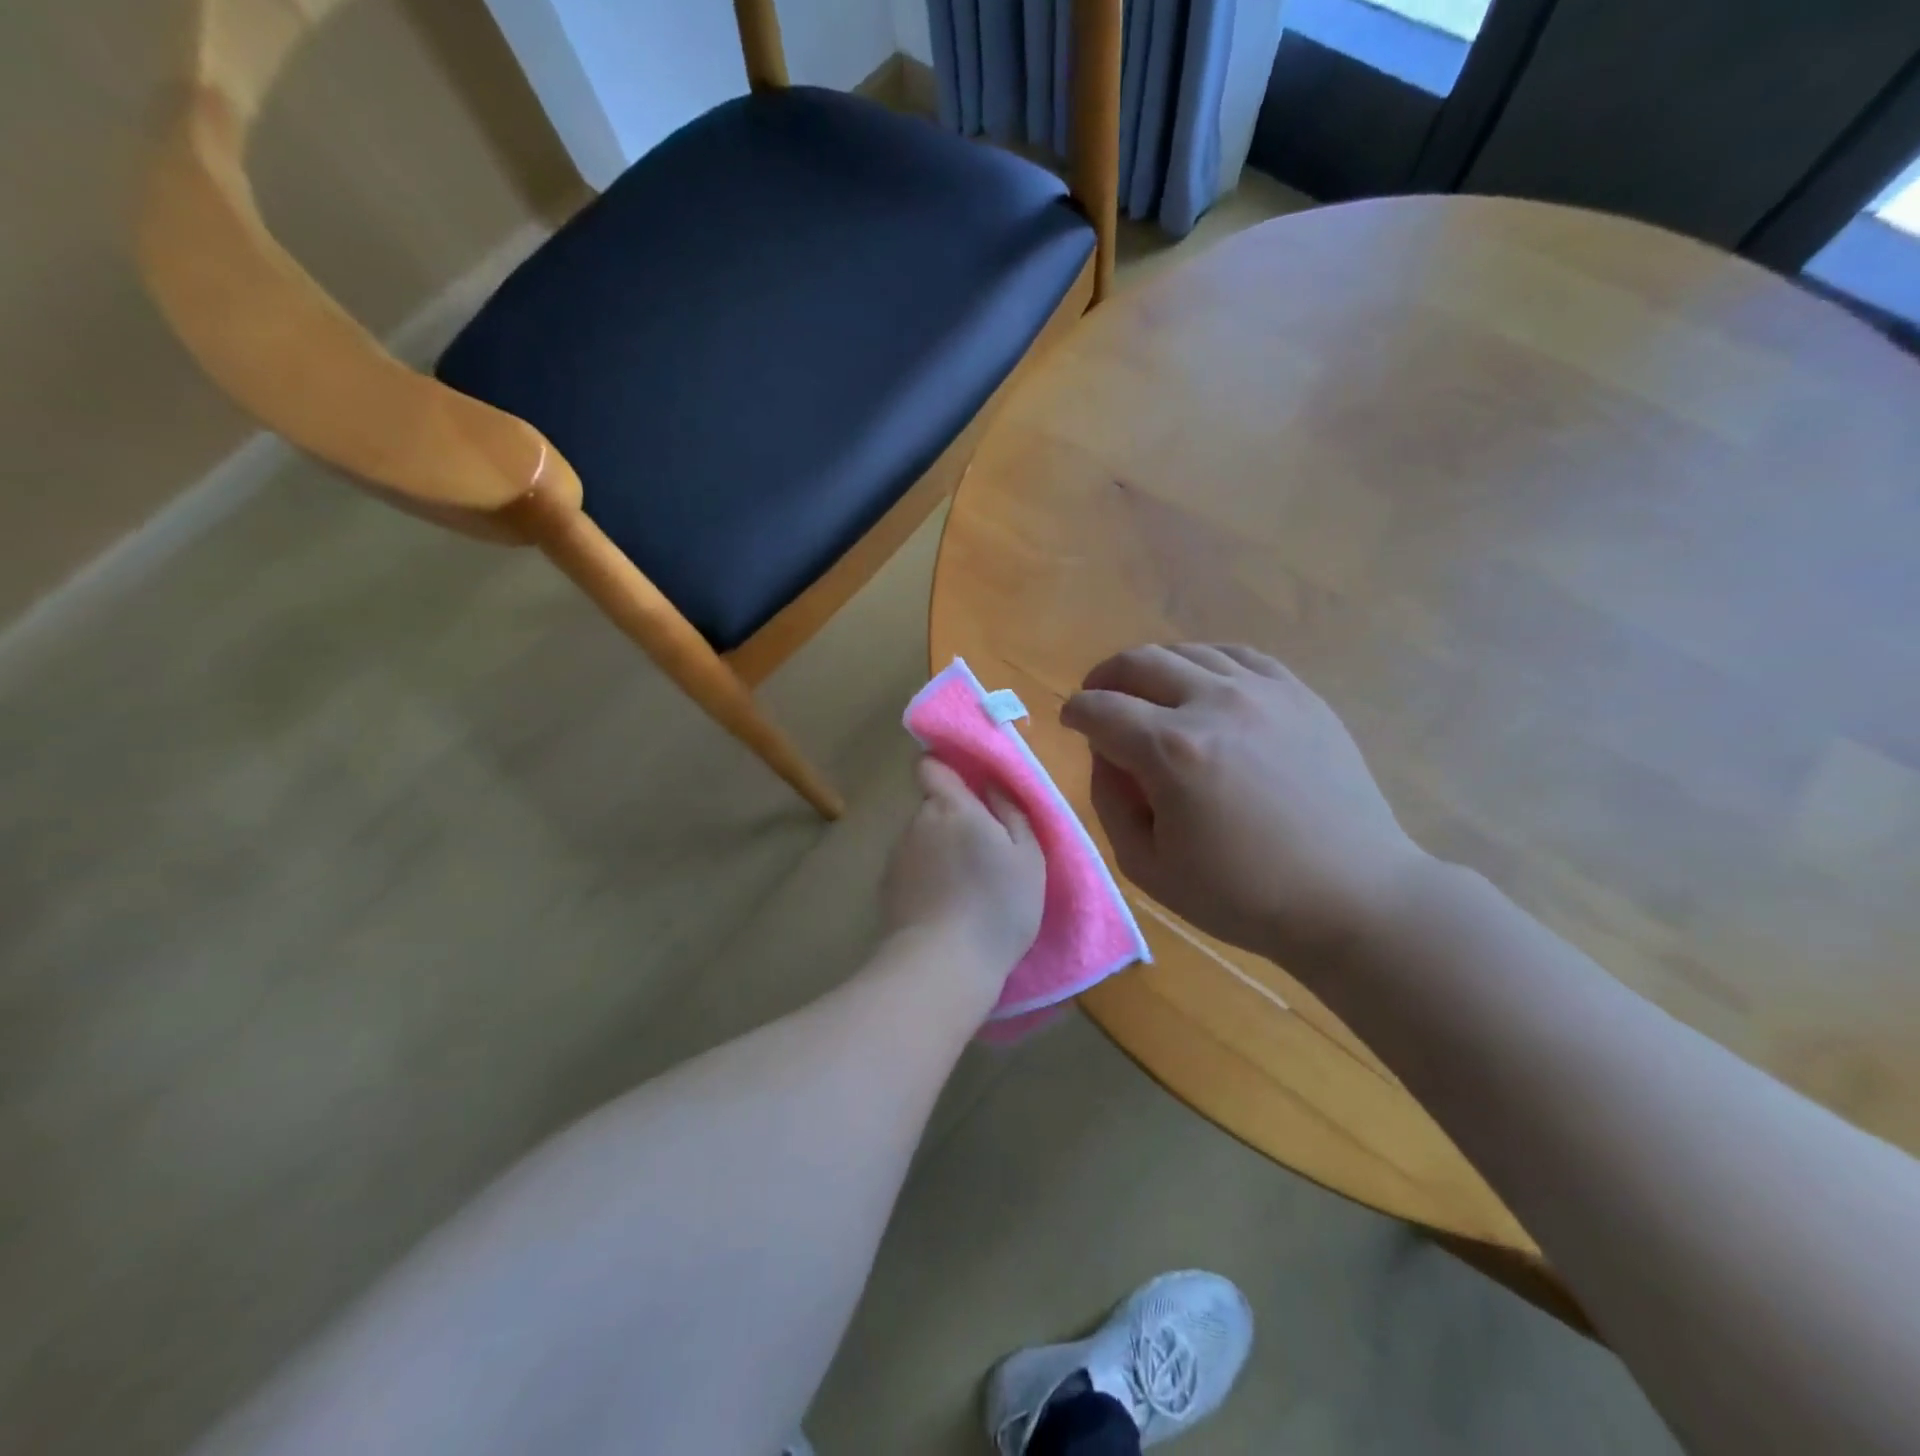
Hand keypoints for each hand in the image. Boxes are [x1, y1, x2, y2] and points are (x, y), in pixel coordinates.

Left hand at [882, 757, 1045, 985]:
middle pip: (932, 807)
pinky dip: (926, 879)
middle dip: (952, 819)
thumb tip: (993, 784)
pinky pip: (911, 870)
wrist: (943, 964)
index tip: (968, 786)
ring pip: (921, 840)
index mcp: (951, 807)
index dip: (945, 769)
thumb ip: (1011, 812)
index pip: (930, 766)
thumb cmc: (997, 905)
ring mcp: (897, 856)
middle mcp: (917, 823)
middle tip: (982, 852)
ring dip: (939, 851)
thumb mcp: (1027, 857)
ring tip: (965, 888)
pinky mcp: (886, 889)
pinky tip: (944, 908)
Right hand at [1061, 645, 1427, 963]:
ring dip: (1153, 668)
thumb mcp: (1148, 867)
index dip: (1075, 711)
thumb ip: (1110, 802)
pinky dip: (1206, 662)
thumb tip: (1106, 754)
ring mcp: (1262, 692)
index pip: (1100, 709)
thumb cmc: (1242, 894)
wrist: (1350, 895)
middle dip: (1106, 677)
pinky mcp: (1299, 694)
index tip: (1070, 721)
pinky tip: (1204, 684)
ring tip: (1148, 693)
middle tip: (1100, 698)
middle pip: (1139, 662)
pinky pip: (1239, 655)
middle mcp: (1213, 703)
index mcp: (1171, 750)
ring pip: (1188, 651)